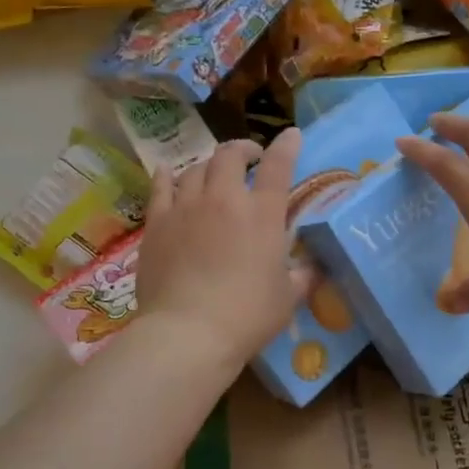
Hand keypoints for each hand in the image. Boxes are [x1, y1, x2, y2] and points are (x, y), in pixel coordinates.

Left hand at [133, 132, 311, 369]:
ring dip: (209, 166)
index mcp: (262, 214)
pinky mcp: (157, 223)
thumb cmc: (247, 316)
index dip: (286, 145)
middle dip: (243, 149)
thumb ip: (301, 275)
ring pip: (195, 168)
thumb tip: (311, 267)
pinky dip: (168, 176)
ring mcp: (186, 207)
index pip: (278, 166)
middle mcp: (223, 199)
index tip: (291, 135)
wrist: (188, 333)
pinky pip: (160, 187)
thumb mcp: (288, 298)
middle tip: (250, 158)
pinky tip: (169, 173)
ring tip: (213, 174)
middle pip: (230, 155)